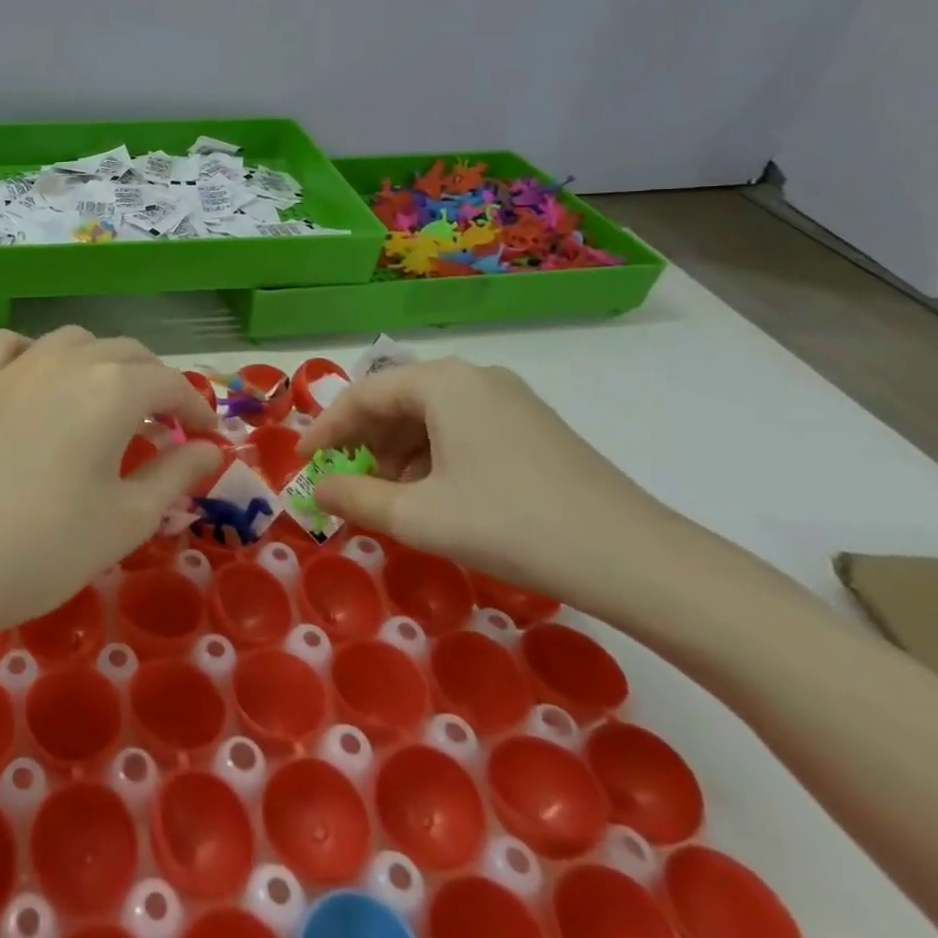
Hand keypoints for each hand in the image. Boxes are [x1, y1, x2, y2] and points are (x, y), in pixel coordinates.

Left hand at [0, 327, 223, 639]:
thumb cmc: (48, 546)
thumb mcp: (128, 518)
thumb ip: (176, 474)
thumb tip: (212, 450)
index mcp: (114, 389)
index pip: (170, 383)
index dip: (196, 407)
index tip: (207, 436)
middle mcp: (69, 360)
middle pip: (127, 353)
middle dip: (155, 382)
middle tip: (164, 425)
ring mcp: (17, 365)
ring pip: (75, 340)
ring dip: (102, 362)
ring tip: (106, 401)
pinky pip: (13, 344)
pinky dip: (37, 352)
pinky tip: (39, 379)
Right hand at [299, 356, 684, 606]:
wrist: (635, 560)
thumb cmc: (511, 524)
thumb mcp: (419, 517)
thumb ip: (355, 498)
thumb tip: (318, 488)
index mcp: (442, 382)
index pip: (363, 395)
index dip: (326, 429)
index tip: (302, 462)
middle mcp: (474, 377)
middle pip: (396, 401)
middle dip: (363, 442)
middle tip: (344, 481)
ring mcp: (509, 399)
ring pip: (429, 417)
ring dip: (398, 453)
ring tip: (391, 498)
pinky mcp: (533, 426)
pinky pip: (461, 429)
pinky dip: (433, 457)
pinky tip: (436, 496)